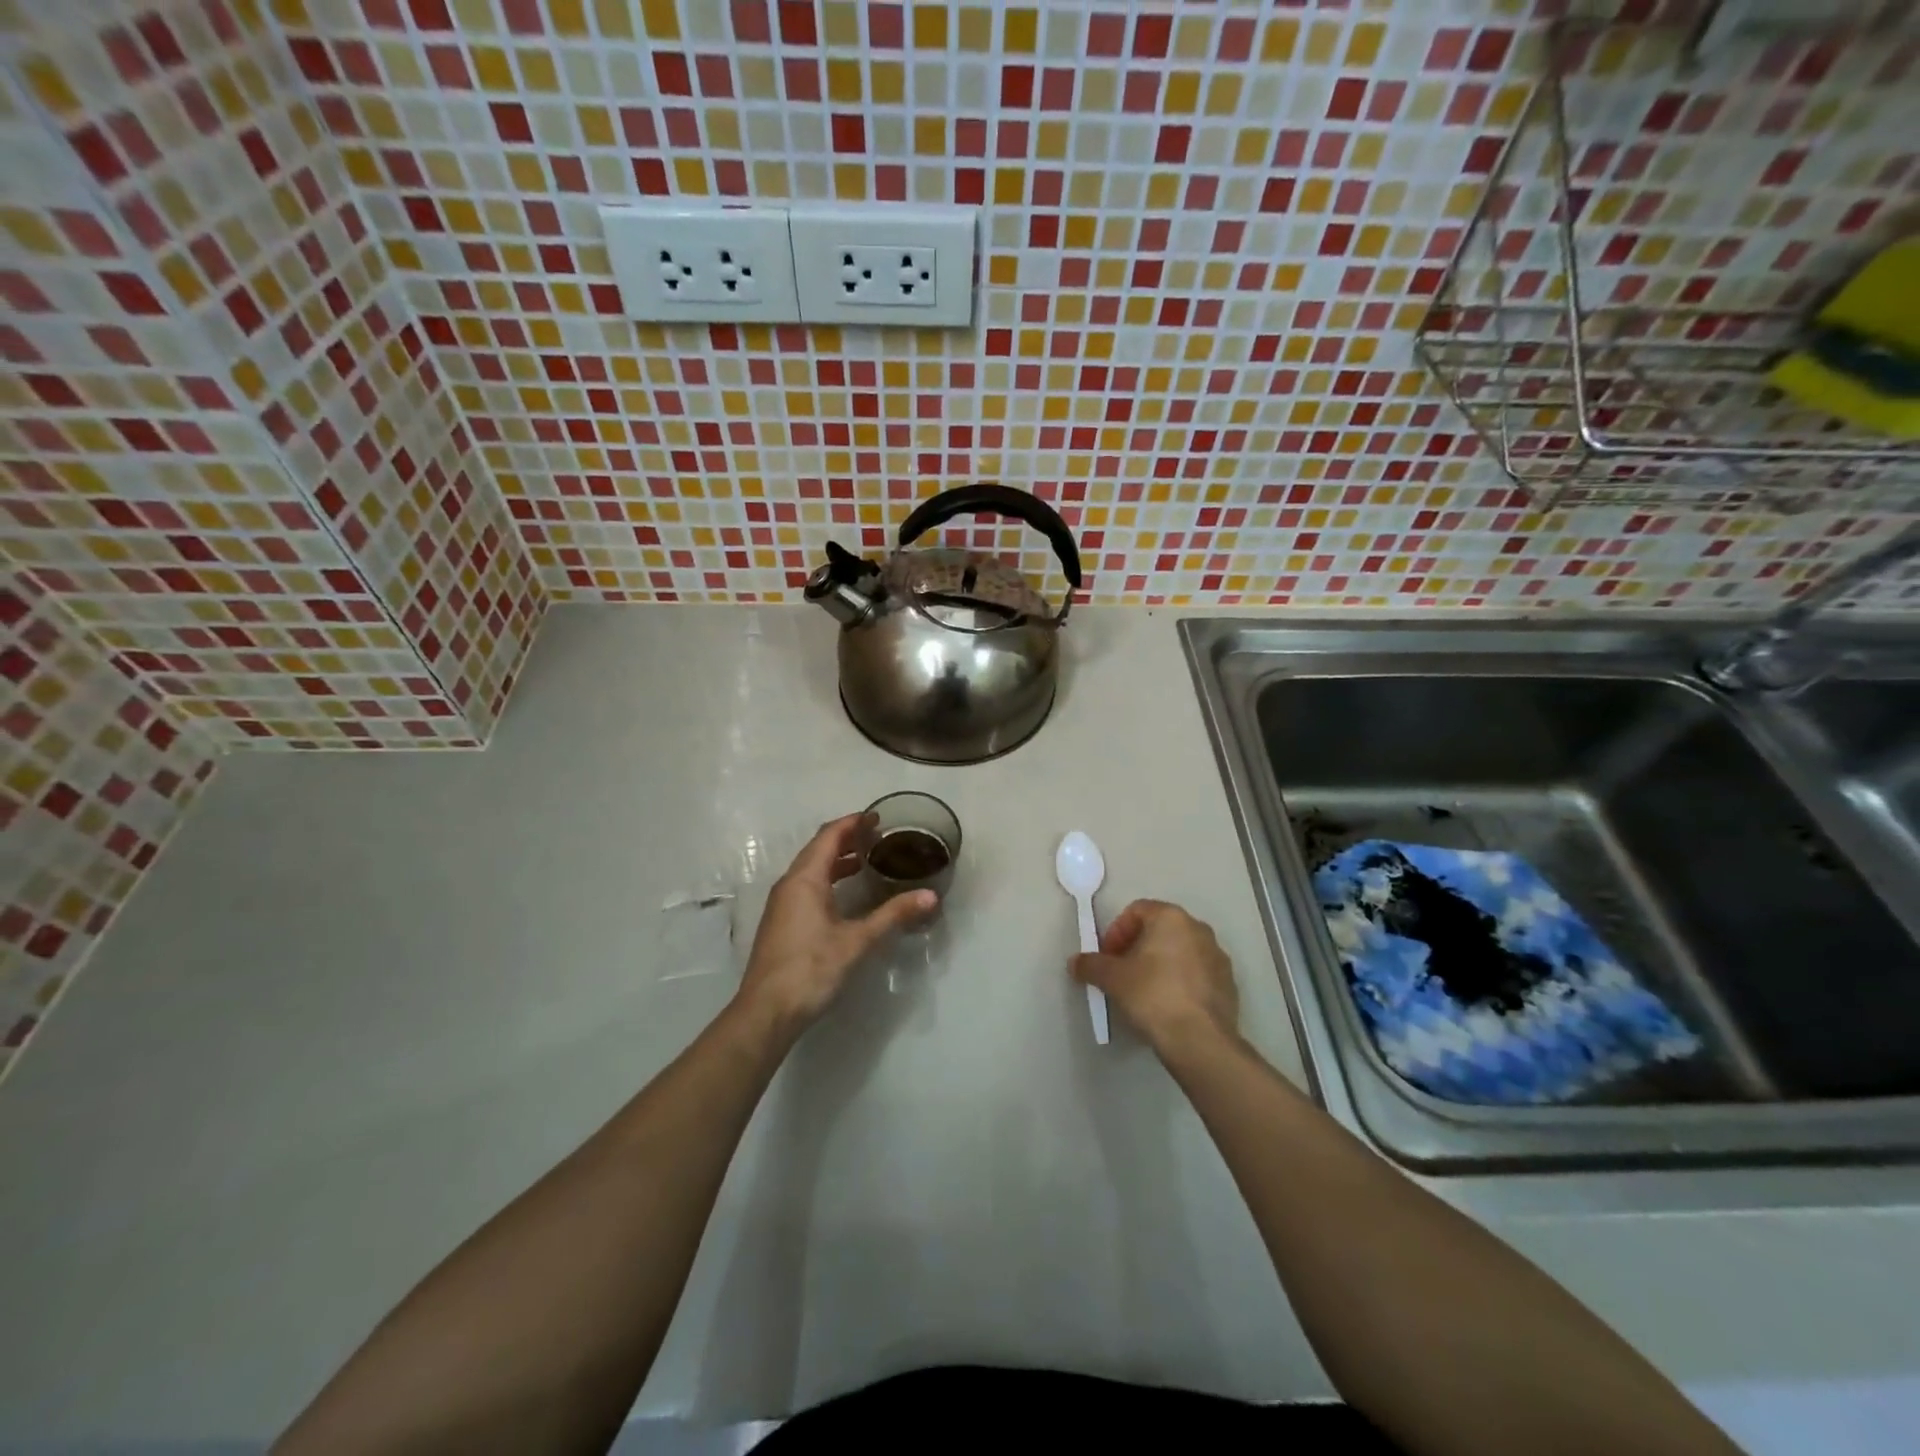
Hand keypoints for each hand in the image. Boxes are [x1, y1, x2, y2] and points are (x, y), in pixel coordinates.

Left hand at [734, 813, 935, 1036]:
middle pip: (818, 848)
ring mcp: (782, 904)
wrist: (766, 1012)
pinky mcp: (782, 922)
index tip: (877, 817)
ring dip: (837, 859)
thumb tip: (930, 896)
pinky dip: (828, 878)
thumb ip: (893, 915)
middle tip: (878, 837)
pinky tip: (846, 894)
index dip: (853, 822)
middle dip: (847, 838)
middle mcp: (789, 884)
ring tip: (867, 860)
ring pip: (811, 869)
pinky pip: (806, 886)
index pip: (829, 836)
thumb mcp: (857, 941)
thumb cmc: (811, 969)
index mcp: (805, 879)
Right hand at [1070, 899, 1238, 1059]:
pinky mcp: (1229, 984)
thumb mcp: (1112, 979)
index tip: (1107, 957)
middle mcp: (1199, 929)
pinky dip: (1179, 982)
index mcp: (1171, 918)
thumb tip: (1075, 963)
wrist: (1200, 1040)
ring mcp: (1218, 957)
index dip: (1116, 931)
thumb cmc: (1152, 995)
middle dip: (1137, 947)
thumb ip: (1090, 965)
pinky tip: (1168, 1007)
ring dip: (1159, 965)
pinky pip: (1196, 974)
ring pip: (1180, 952)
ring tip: (1143, 992)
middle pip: (1159, 930)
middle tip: (1121, 972)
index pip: (1137, 910)